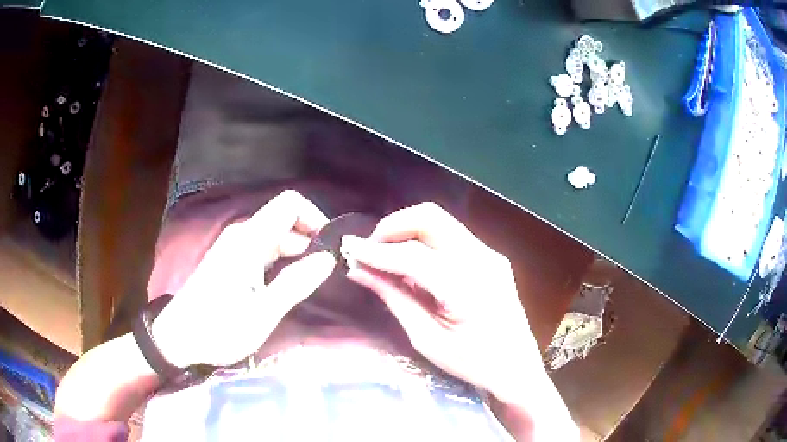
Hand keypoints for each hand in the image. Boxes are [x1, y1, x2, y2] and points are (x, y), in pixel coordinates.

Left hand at [152, 190, 335, 367]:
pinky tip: (289, 286)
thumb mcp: (263, 312)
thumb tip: (327, 258)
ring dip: (297, 255)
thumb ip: (296, 283)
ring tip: (311, 284)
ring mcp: (236, 247)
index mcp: (249, 240)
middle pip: (286, 222)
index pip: (290, 204)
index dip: (315, 218)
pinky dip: (283, 262)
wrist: (179, 338)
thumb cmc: (220, 327)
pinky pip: (265, 251)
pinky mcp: (232, 260)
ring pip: (277, 238)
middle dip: (310, 242)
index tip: (329, 248)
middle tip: (326, 275)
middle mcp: (243, 235)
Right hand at [341, 202, 541, 398]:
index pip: (413, 255)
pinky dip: (425, 240)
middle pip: (430, 218)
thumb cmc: (473, 363)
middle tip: (370, 249)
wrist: (517, 367)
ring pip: (441, 221)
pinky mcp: (492, 256)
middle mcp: (483, 260)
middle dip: (393, 226)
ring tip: (386, 255)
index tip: (349, 249)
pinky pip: (452, 236)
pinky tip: (412, 263)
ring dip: (408, 230)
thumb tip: (358, 271)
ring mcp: (490, 254)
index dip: (377, 251)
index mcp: (468, 288)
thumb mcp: (427, 339)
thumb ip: (394, 298)